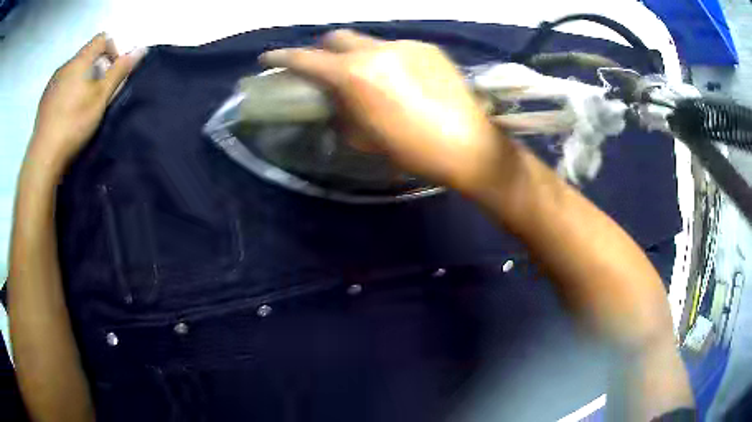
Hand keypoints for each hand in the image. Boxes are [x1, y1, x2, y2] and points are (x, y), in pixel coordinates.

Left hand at [26, 33, 145, 174]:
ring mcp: (52, 83)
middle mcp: (65, 66)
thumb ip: (119, 72)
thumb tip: (140, 49)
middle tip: (98, 94)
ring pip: (72, 72)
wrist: (44, 156)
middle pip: (86, 56)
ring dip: (81, 80)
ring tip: (80, 106)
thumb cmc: (74, 123)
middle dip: (96, 68)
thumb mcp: (101, 98)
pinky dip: (67, 92)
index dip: (112, 50)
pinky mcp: (44, 100)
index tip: (112, 73)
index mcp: (80, 61)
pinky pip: (60, 86)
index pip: (101, 39)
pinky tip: (66, 114)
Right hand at [261, 30, 509, 192]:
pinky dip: (388, 60)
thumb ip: (341, 111)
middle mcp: (377, 50)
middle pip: (337, 37)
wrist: (468, 144)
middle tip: (327, 69)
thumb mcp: (365, 137)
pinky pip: (397, 49)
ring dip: (359, 55)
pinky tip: (403, 80)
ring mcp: (406, 45)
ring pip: (369, 42)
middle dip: (324, 50)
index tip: (269, 57)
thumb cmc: (413, 150)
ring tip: (372, 79)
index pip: (307, 59)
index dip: (283, 57)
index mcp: (355, 75)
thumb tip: (334, 100)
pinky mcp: (429, 48)